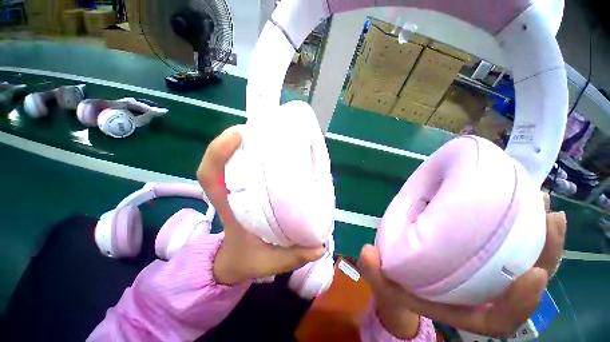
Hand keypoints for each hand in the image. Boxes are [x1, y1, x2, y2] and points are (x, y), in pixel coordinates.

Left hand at [197, 126, 323, 285]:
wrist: (235, 262)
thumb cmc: (247, 260)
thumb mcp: (270, 263)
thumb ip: (294, 256)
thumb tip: (319, 246)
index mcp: (230, 208)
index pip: (210, 175)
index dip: (219, 151)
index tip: (239, 134)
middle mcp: (232, 192)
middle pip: (223, 159)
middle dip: (239, 139)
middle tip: (265, 127)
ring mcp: (238, 188)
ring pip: (236, 159)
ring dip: (250, 143)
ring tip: (272, 134)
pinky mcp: (247, 188)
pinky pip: (247, 166)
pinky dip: (257, 154)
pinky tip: (276, 152)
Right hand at [359, 192, 566, 337]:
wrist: (403, 276)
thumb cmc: (397, 282)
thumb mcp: (383, 280)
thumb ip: (374, 271)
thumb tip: (367, 252)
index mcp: (463, 307)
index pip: (499, 318)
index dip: (520, 303)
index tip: (532, 274)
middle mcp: (483, 291)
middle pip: (526, 281)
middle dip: (545, 253)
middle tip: (549, 216)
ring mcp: (487, 271)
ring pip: (527, 259)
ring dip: (541, 234)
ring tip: (541, 201)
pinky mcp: (483, 253)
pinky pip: (512, 243)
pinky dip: (522, 223)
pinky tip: (518, 199)